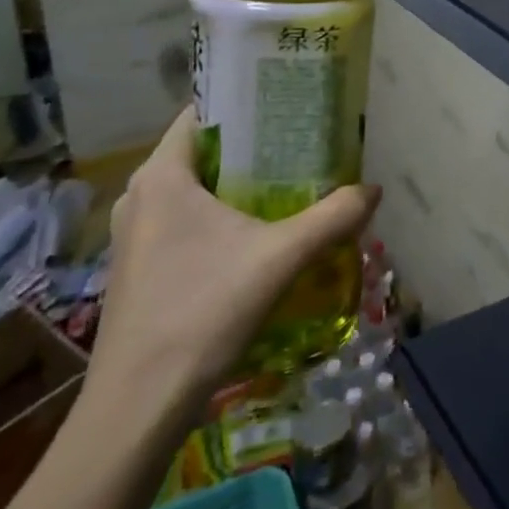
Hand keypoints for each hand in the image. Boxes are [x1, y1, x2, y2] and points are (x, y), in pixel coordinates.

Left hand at [87, 108, 379, 420]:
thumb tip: (374, 190)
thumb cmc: (203, 311)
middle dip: (252, 146)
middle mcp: (140, 197)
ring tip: (291, 184)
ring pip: (195, 190)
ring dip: (239, 185)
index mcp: (161, 176)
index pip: (202, 112)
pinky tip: (260, 235)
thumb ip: (333, 217)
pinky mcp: (140, 268)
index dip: (246, 101)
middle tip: (303, 143)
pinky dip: (222, 216)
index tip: (289, 102)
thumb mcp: (281, 257)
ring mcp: (135, 236)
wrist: (138, 406)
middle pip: (203, 151)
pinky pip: (186, 222)